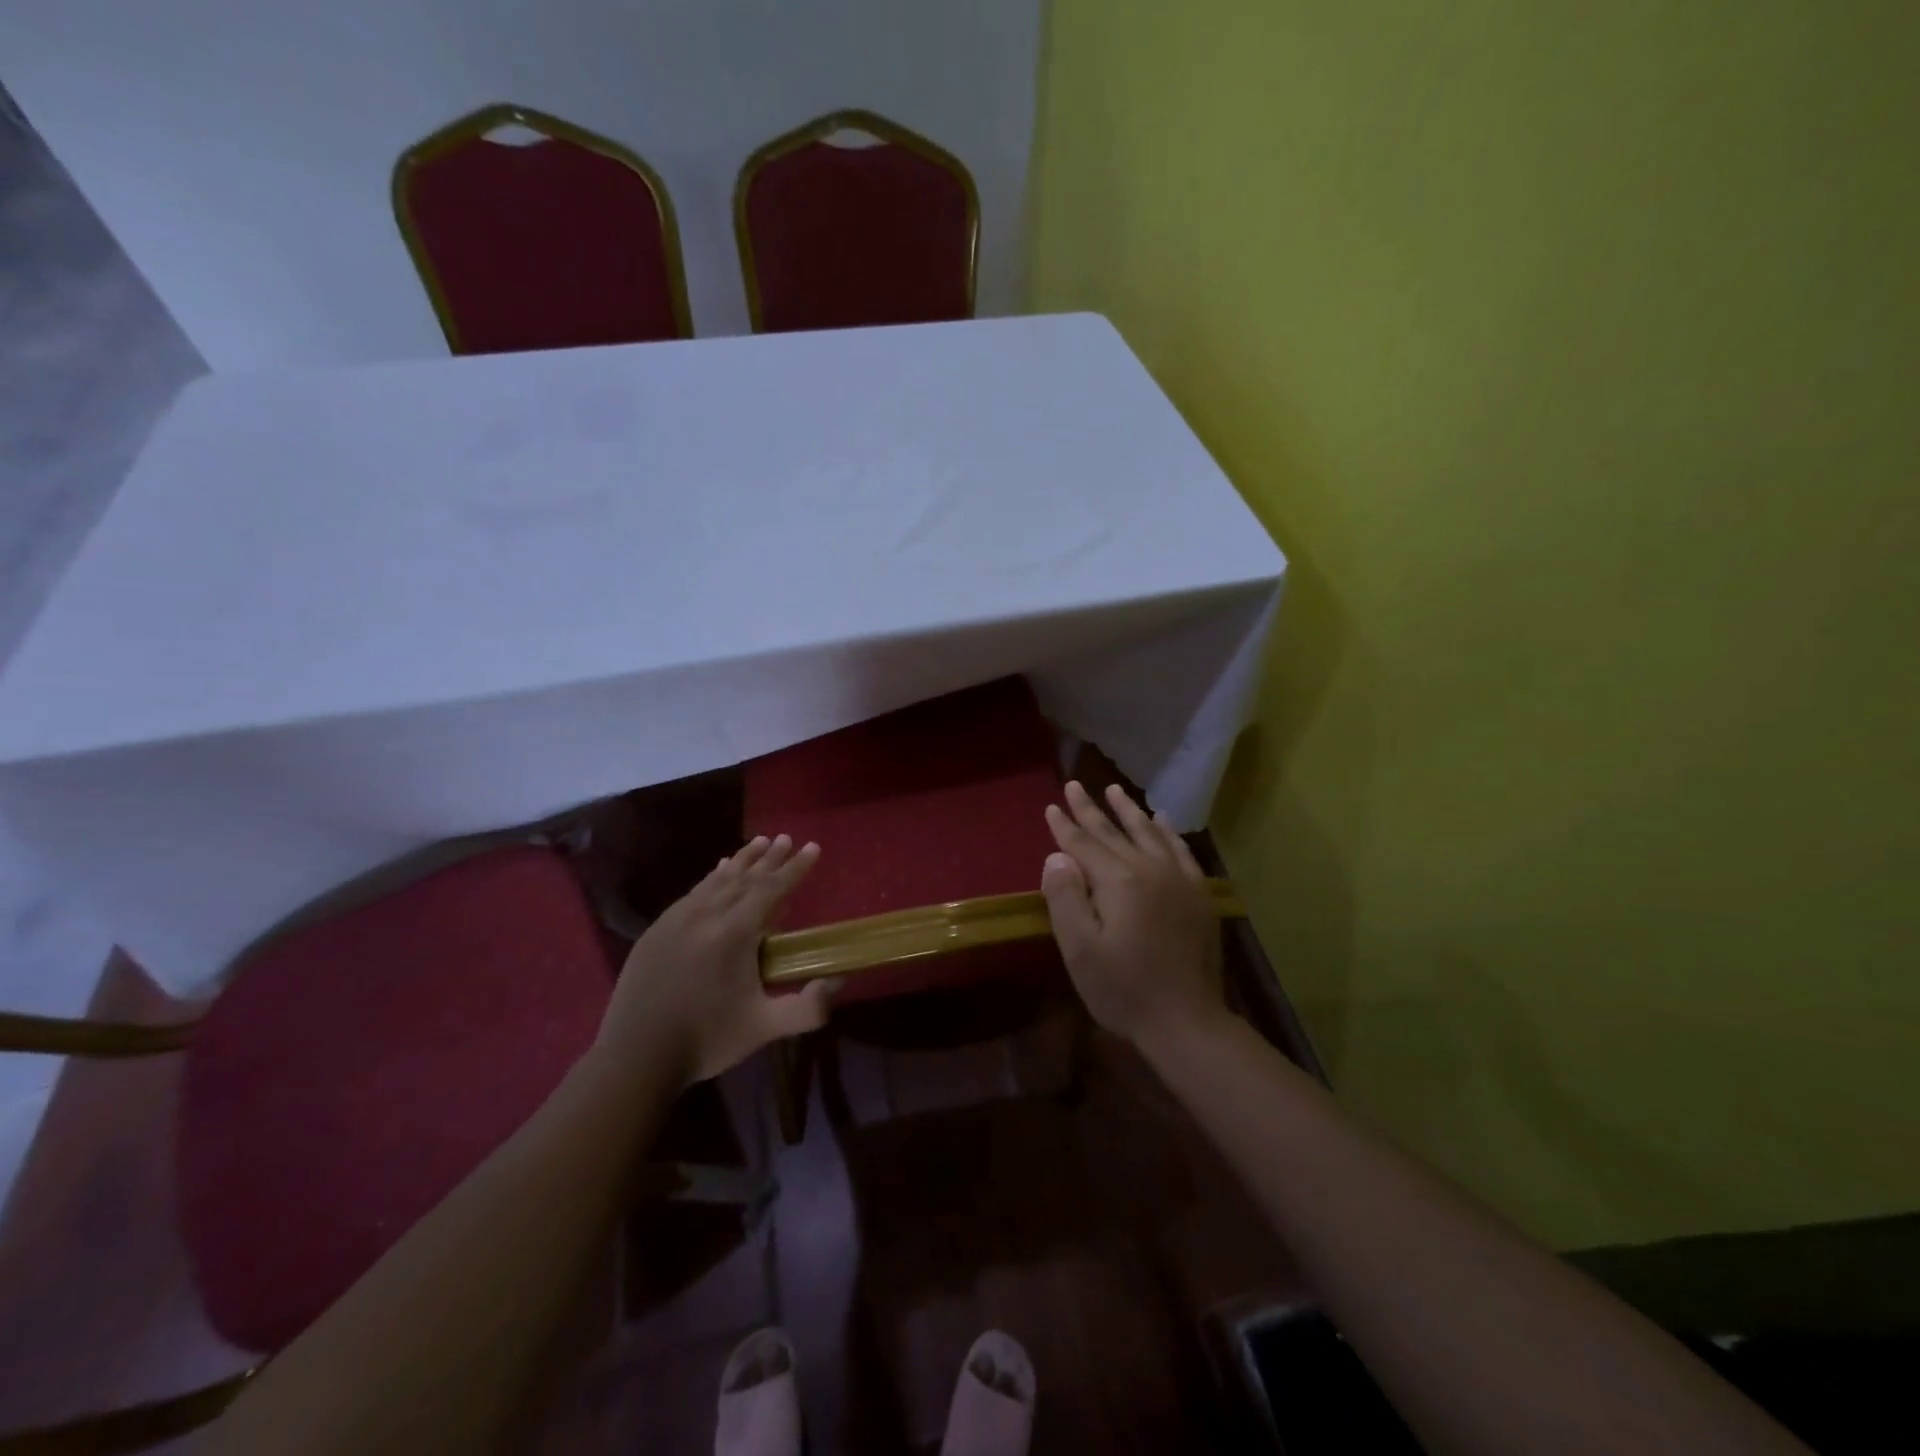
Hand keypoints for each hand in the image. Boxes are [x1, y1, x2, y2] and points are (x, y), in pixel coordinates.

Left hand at [595, 835, 834, 1088]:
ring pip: (717, 880)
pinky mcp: (658, 929)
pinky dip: (713, 877)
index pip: (771, 889)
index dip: (795, 868)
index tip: (812, 847)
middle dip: (770, 858)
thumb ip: (807, 1008)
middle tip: (787, 838)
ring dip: (742, 861)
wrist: (636, 1056)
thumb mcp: (764, 1028)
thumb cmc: (706, 1039)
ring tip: (759, 842)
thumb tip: (837, 980)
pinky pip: (694, 892)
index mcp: (734, 933)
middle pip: (745, 877)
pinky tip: (718, 871)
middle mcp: (706, 916)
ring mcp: (678, 919)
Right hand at [1040, 781, 1227, 1050]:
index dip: (1065, 826)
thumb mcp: (1080, 950)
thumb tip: (1057, 856)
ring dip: (1129, 811)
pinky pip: (1180, 850)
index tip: (1051, 805)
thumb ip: (1066, 897)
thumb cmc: (1124, 989)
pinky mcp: (1198, 894)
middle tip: (1075, 785)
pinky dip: (1168, 832)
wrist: (1186, 1021)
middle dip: (1091, 809)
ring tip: (1115, 790)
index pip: (1084, 844)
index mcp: (1119, 881)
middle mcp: (1150, 869)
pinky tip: (1162, 820)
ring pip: (1149, 833)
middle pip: (1114, 832)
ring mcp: (1179, 880)